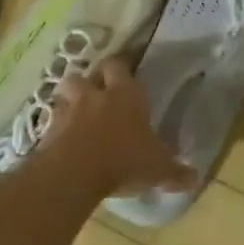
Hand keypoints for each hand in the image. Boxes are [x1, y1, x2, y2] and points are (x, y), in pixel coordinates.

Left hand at [45, 57, 195, 198]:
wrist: (75, 172)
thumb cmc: (124, 160)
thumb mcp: (157, 169)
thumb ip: (175, 172)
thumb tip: (195, 178)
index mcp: (125, 95)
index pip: (120, 65)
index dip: (121, 67)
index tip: (125, 73)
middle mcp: (95, 95)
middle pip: (88, 73)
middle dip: (92, 80)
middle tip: (100, 93)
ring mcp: (69, 110)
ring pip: (66, 92)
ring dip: (70, 99)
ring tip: (77, 113)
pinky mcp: (48, 129)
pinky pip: (52, 120)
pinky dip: (56, 127)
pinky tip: (64, 140)